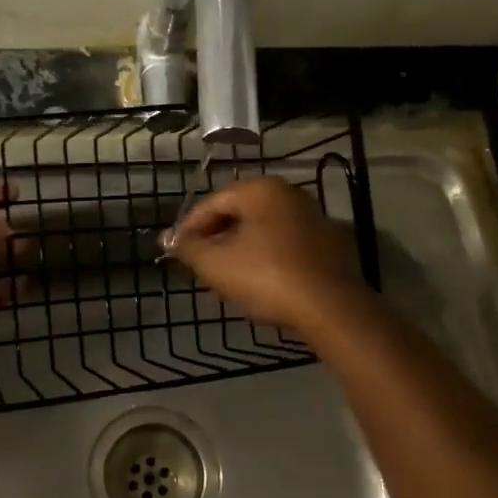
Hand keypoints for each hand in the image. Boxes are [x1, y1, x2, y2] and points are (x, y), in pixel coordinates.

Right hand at [163, 175, 370, 333]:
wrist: (329, 307)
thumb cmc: (266, 277)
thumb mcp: (215, 264)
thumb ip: (188, 248)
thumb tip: (168, 239)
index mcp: (261, 189)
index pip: (212, 203)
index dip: (187, 228)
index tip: (174, 251)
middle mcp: (289, 194)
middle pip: (237, 213)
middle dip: (213, 237)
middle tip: (197, 263)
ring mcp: (312, 217)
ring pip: (260, 229)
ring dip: (237, 247)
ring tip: (222, 273)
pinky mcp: (326, 243)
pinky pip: (282, 243)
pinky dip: (263, 255)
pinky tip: (254, 279)